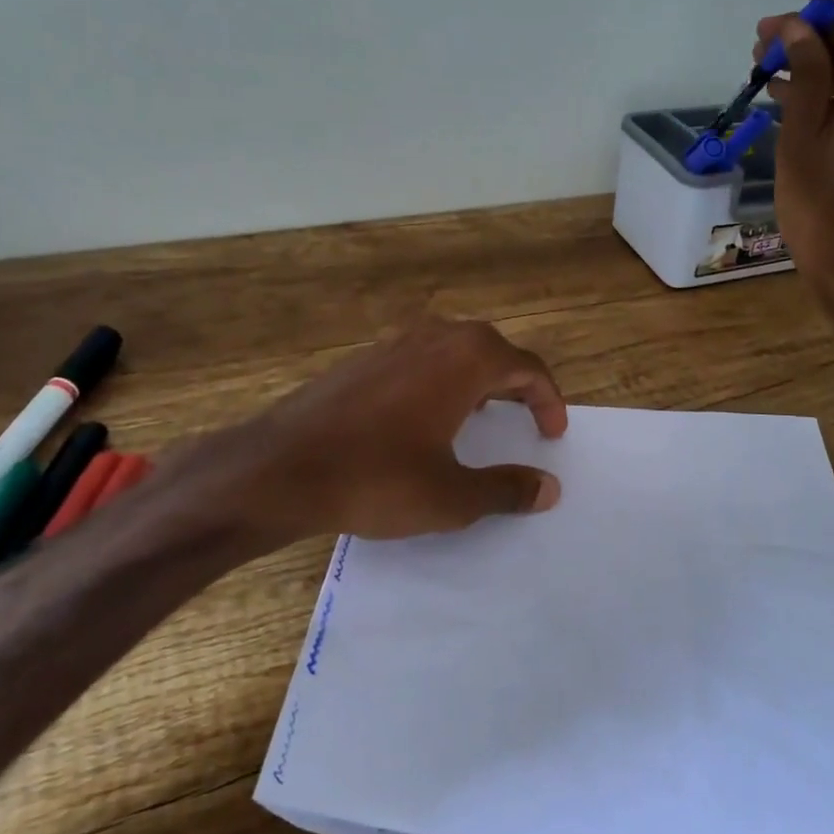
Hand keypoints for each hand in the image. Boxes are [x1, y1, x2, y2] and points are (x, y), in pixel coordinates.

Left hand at [180, 318, 567, 546]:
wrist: (280, 468)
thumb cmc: (376, 478)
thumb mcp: (452, 496)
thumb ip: (506, 489)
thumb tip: (548, 488)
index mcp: (466, 359)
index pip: (527, 368)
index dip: (548, 400)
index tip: (553, 433)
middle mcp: (434, 337)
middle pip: (492, 350)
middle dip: (515, 384)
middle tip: (523, 420)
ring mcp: (393, 342)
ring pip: (453, 350)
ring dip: (477, 379)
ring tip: (480, 417)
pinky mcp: (363, 358)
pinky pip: (419, 359)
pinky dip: (440, 380)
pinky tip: (423, 419)